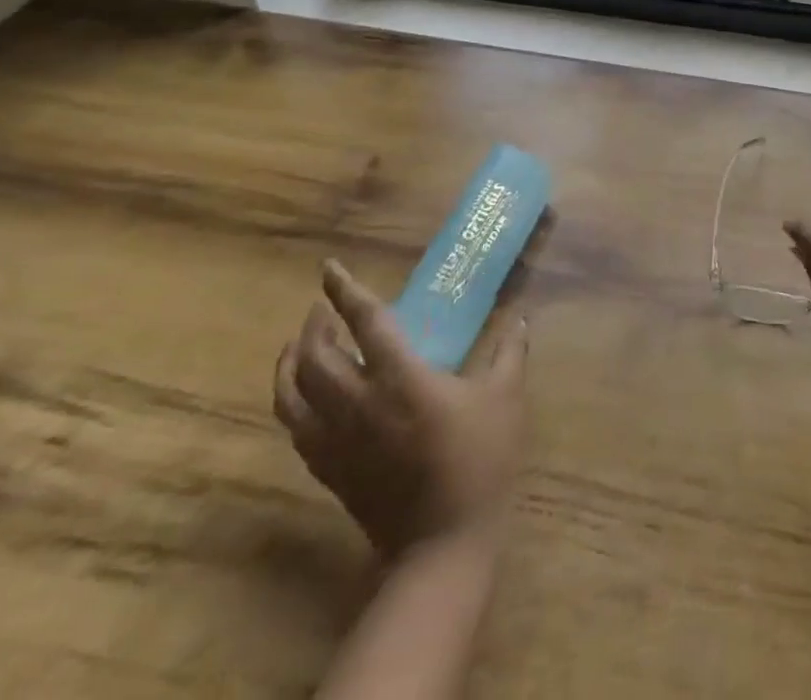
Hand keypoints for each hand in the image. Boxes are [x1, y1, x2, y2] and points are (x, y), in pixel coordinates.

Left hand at [274, 259, 527, 558]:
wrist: (442, 543)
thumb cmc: (479, 461)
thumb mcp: (505, 398)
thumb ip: (510, 352)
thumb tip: (520, 318)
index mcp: (402, 378)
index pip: (366, 323)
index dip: (345, 292)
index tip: (329, 268)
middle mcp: (358, 403)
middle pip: (315, 356)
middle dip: (314, 325)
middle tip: (323, 308)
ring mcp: (337, 440)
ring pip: (291, 393)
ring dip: (291, 361)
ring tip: (301, 344)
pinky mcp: (329, 469)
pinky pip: (295, 426)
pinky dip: (291, 399)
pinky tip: (306, 394)